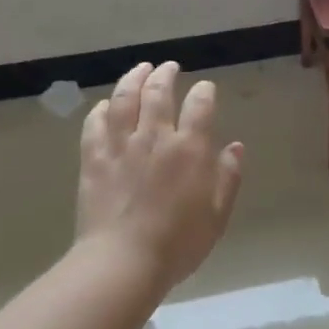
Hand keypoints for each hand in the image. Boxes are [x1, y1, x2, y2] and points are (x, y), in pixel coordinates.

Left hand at [76, 61, 244, 290]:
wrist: (123, 261)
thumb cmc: (178, 243)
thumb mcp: (217, 215)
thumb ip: (228, 177)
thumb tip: (235, 147)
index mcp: (189, 149)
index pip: (200, 106)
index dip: (204, 92)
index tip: (206, 88)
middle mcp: (154, 137)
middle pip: (158, 93)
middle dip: (165, 74)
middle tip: (169, 67)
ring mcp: (120, 146)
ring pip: (124, 99)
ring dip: (133, 79)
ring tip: (139, 69)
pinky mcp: (94, 159)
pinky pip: (95, 125)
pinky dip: (101, 110)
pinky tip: (105, 105)